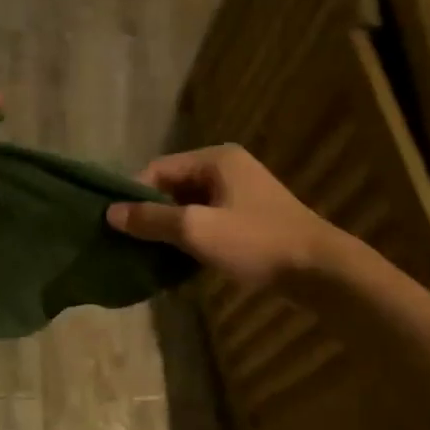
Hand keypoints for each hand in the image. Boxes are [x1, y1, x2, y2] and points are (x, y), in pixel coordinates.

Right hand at [106, 144, 339, 289]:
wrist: (319, 270)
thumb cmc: (255, 242)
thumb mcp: (196, 230)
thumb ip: (152, 220)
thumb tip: (110, 213)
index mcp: (215, 159)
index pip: (158, 169)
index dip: (133, 196)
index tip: (115, 226)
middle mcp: (227, 168)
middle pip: (173, 187)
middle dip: (150, 215)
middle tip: (128, 245)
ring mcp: (240, 193)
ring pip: (189, 207)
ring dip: (169, 230)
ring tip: (147, 256)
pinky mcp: (249, 218)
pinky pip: (207, 221)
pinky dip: (191, 238)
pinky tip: (177, 262)